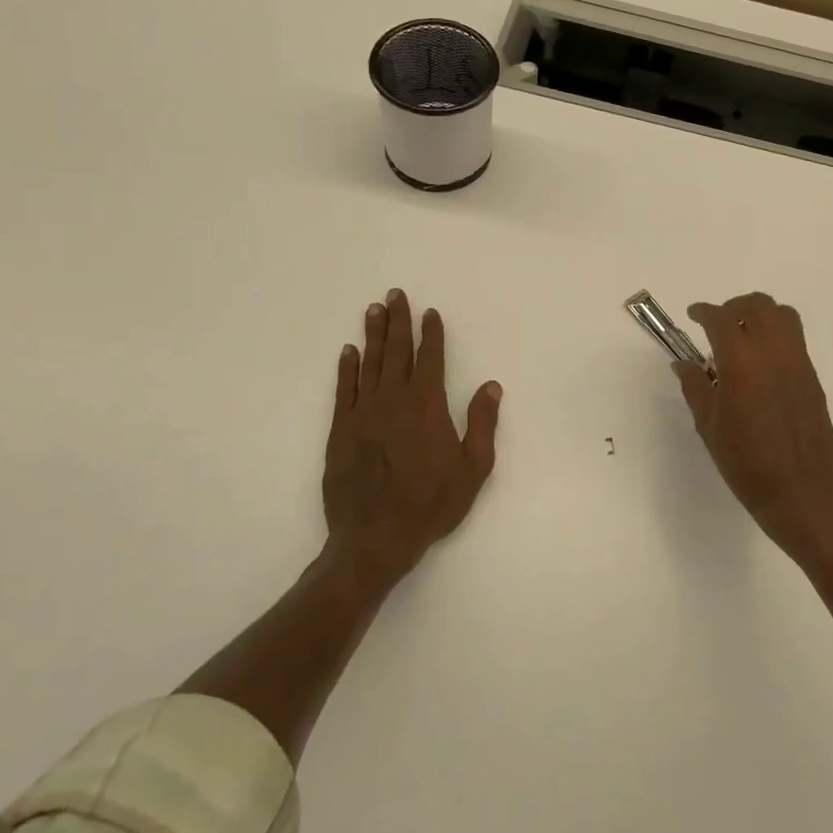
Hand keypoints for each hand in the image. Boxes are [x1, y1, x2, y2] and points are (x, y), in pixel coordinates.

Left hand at [324, 289, 501, 584]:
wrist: (375, 538)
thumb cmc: (431, 504)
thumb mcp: (473, 468)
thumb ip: (482, 423)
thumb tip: (491, 386)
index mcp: (426, 406)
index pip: (430, 359)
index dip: (431, 334)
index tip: (430, 313)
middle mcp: (393, 400)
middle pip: (396, 352)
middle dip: (398, 321)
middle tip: (395, 294)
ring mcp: (363, 413)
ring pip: (369, 363)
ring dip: (373, 335)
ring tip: (373, 310)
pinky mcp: (341, 430)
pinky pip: (344, 389)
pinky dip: (347, 368)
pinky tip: (348, 351)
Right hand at [676, 293, 832, 564]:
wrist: (801, 491)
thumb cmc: (746, 463)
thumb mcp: (709, 426)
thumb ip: (695, 387)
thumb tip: (683, 363)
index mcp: (741, 363)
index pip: (721, 319)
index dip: (704, 311)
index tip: (693, 315)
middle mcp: (773, 352)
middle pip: (758, 305)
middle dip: (734, 306)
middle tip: (718, 324)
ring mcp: (798, 362)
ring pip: (782, 315)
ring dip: (759, 315)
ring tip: (743, 336)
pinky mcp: (812, 376)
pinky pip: (794, 338)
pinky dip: (775, 335)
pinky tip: (761, 363)